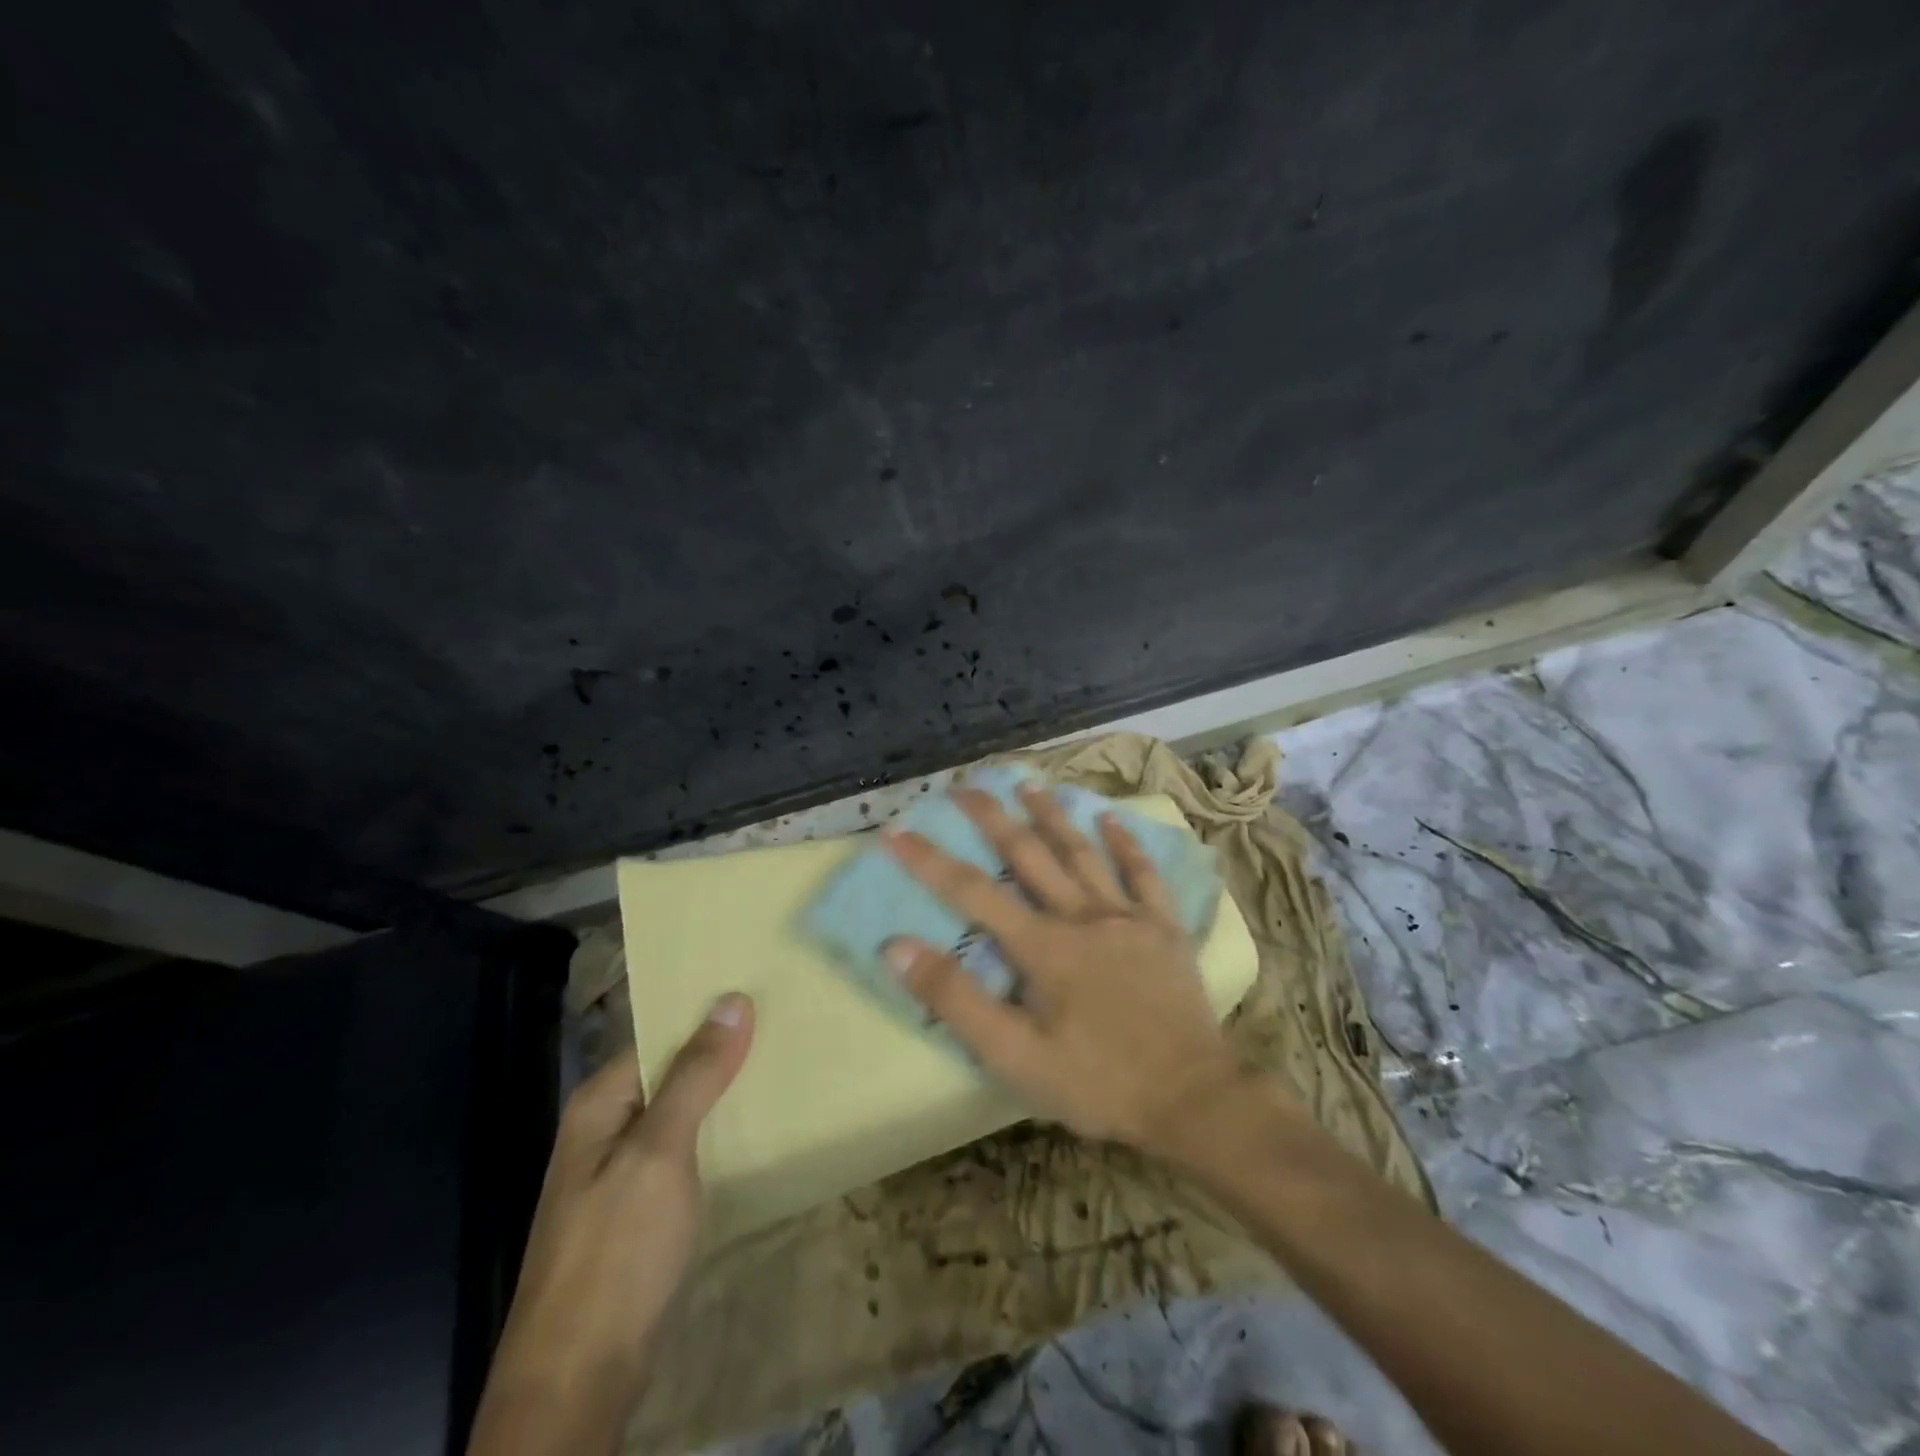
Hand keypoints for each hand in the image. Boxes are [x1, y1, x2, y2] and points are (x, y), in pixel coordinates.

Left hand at [467, 994, 753, 1455]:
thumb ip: (695, 1076)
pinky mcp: (642, 1207)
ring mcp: (623, 1170)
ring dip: (725, 1092)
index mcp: (602, 1102)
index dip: (708, 1012)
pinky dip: (719, 1132)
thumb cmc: (616, 1250)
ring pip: (683, 1111)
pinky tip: (758, 1127)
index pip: (661, 1033)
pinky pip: (686, 1149)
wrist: (579, 1377)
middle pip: (672, 1070)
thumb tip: (733, 1000)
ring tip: (784, 1064)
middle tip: (786, 1022)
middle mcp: (607, 1126)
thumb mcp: (660, 1152)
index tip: (763, 989)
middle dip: (723, 1050)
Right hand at [880, 782, 1249, 1156]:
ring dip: (1053, 815)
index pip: (972, 891)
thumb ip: (956, 1000)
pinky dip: (1125, 844)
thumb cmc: (1097, 1082)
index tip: (896, 830)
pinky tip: (1110, 818)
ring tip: (1027, 785)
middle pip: (1028, 854)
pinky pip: (1143, 874)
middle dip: (992, 817)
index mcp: (1042, 945)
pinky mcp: (1164, 927)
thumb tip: (897, 948)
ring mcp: (1127, 916)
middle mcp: (1082, 915)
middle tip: (965, 786)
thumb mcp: (1014, 1056)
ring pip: (1082, 852)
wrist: (1192, 1099)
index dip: (929, 860)